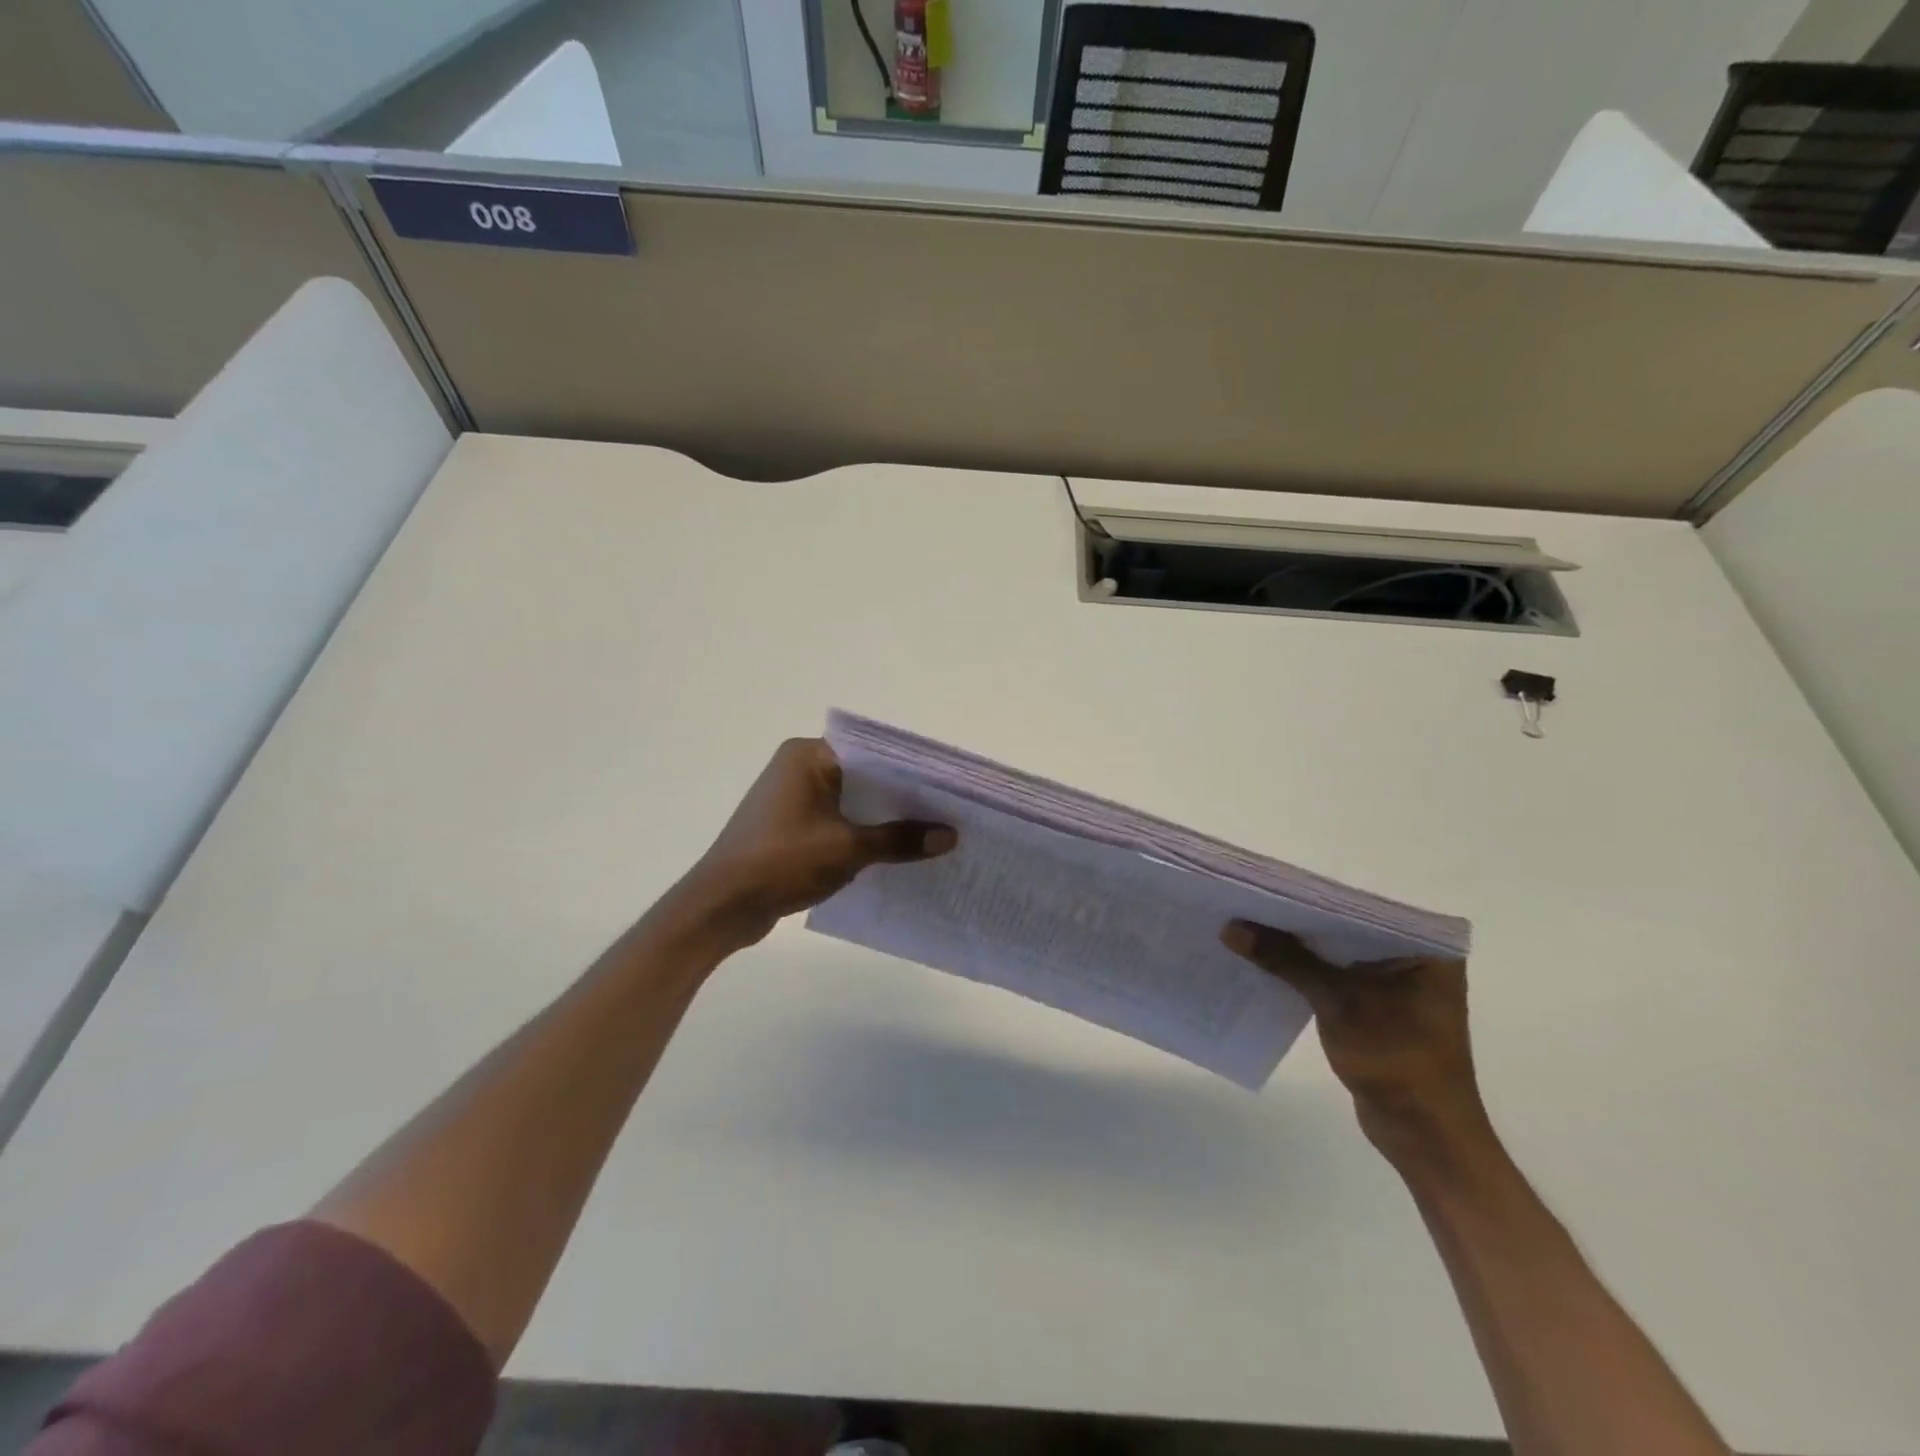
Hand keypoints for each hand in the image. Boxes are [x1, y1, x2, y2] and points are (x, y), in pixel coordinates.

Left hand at [675, 738, 955, 951]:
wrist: (721, 906)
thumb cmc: (782, 862)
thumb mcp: (848, 849)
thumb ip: (900, 839)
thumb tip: (950, 835)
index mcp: (808, 755)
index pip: (871, 751)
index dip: (910, 768)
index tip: (946, 784)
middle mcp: (798, 766)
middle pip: (863, 774)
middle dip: (901, 795)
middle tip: (946, 808)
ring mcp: (791, 796)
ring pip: (850, 800)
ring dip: (881, 816)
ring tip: (929, 829)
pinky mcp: (788, 825)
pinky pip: (836, 820)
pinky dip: (860, 832)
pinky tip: (892, 850)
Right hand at [1222, 921, 1493, 1177]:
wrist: (1425, 1136)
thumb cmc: (1396, 1059)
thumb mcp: (1336, 1001)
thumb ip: (1285, 959)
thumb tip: (1230, 927)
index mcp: (1425, 947)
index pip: (1358, 906)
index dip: (1310, 896)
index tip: (1265, 885)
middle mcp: (1417, 958)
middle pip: (1346, 927)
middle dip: (1299, 920)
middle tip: (1248, 901)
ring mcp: (1399, 984)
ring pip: (1339, 951)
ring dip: (1300, 946)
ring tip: (1249, 924)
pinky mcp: (1380, 1007)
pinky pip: (1338, 975)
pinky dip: (1308, 970)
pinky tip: (1269, 961)